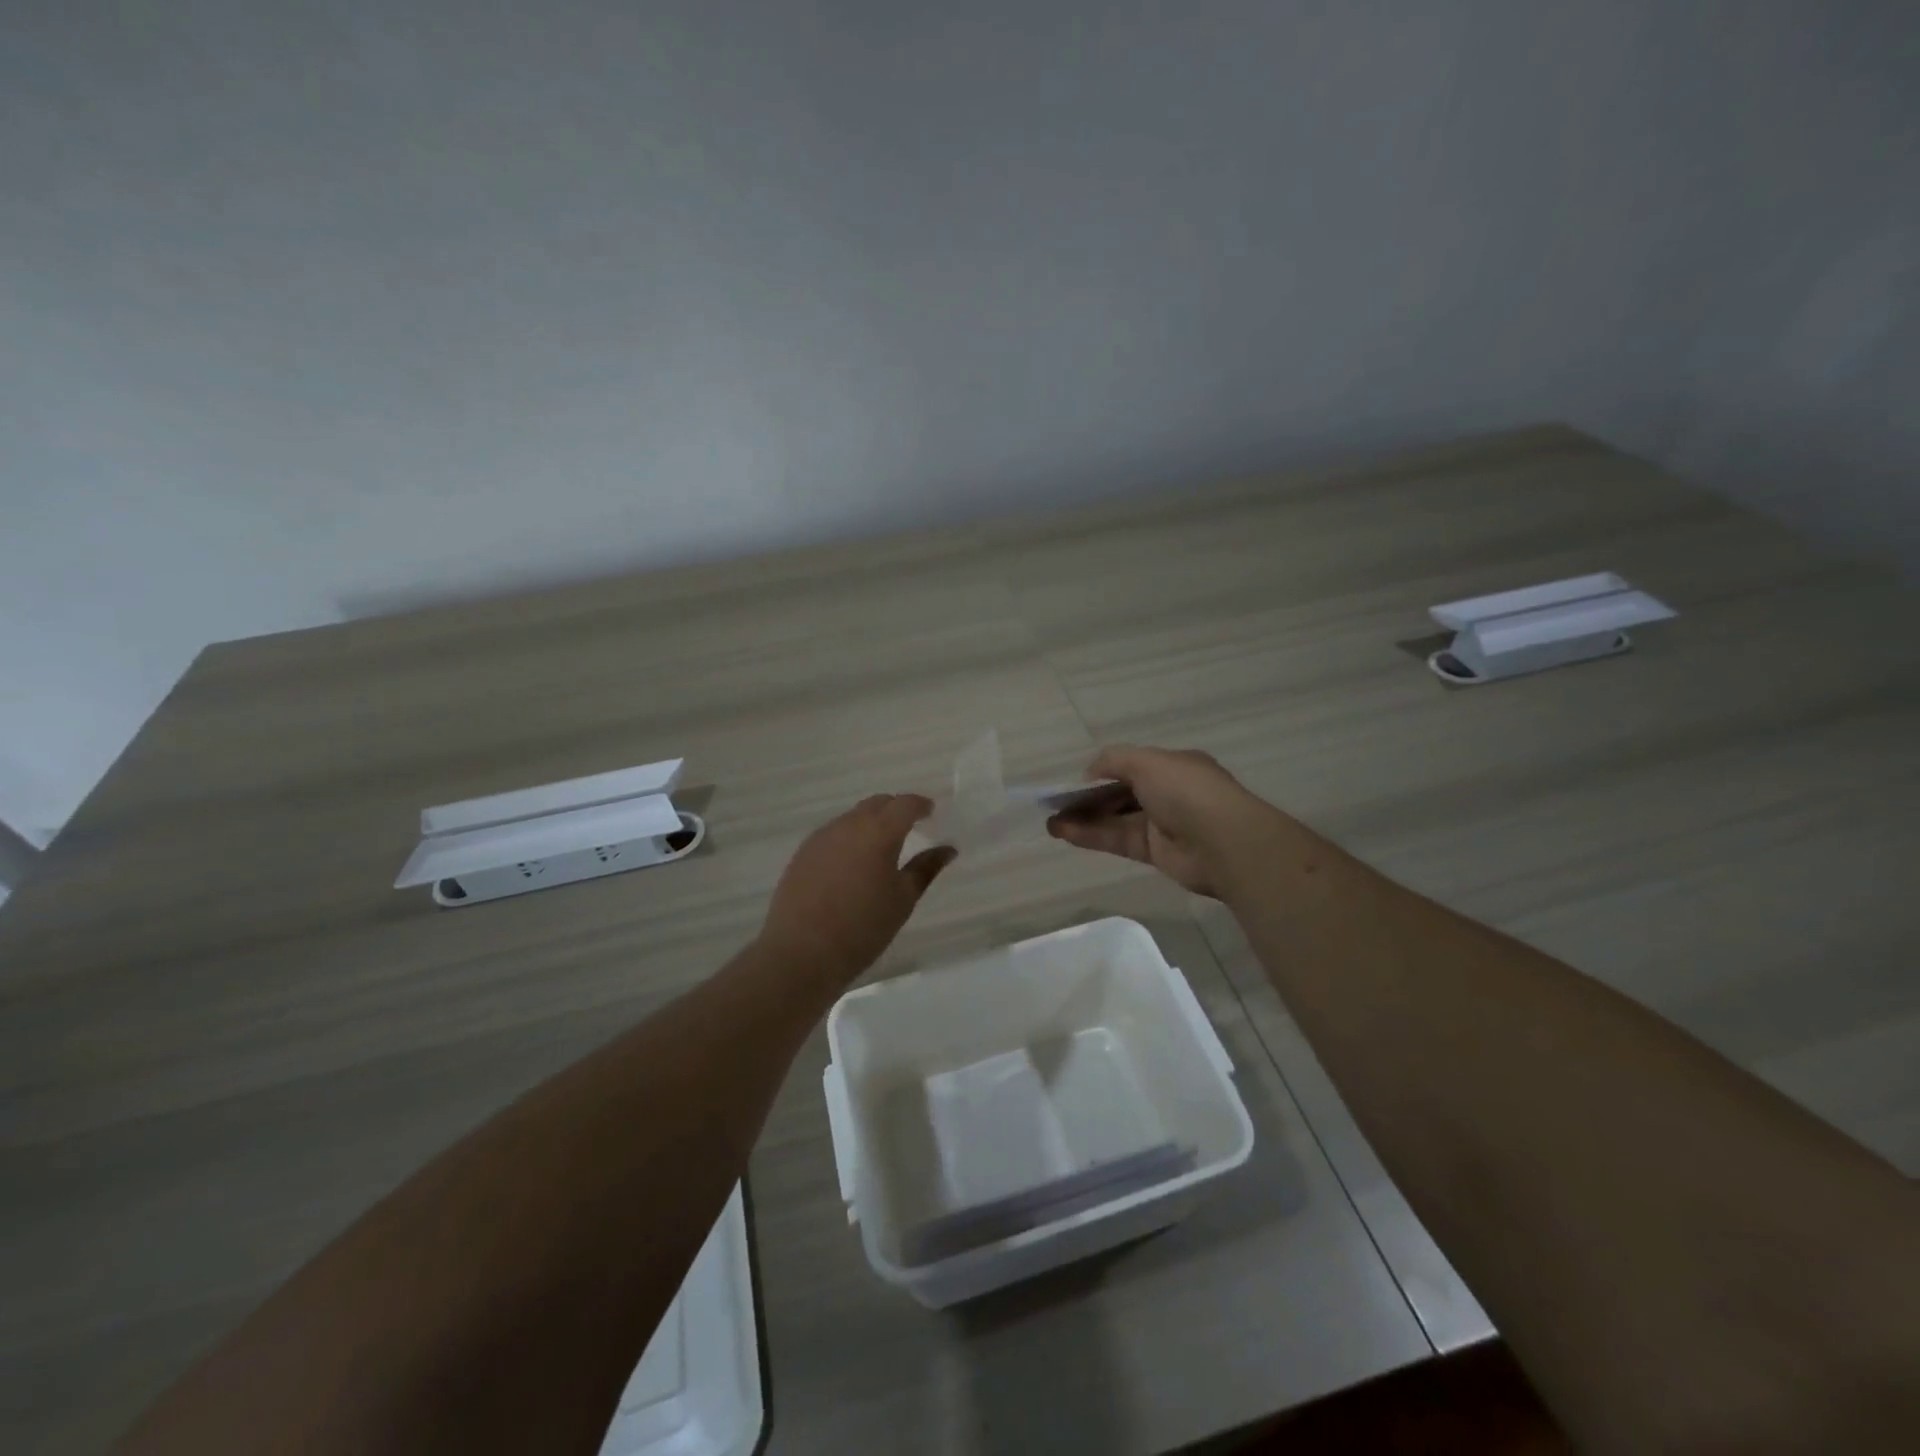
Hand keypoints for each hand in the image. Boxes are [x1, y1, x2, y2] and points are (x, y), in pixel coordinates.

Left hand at [757, 794, 956, 986]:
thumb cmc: (863, 928)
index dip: (920, 805)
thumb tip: (948, 849)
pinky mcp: (803, 853)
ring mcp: (821, 837)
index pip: (905, 804)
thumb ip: (926, 868)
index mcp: (879, 831)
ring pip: (852, 817)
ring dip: (870, 823)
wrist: (802, 952)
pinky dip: (849, 839)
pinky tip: (851, 865)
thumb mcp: (903, 899)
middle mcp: (848, 825)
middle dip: (895, 810)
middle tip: (909, 828)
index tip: (931, 812)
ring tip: (880, 849)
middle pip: (877, 804)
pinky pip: (832, 834)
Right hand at [1046, 745, 1281, 897]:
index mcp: (1172, 766)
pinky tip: (1064, 833)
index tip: (1074, 782)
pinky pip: (1117, 840)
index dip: (1102, 773)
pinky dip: (1091, 836)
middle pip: (1119, 794)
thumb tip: (1089, 773)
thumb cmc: (1186, 790)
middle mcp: (1167, 793)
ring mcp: (1161, 824)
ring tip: (1051, 823)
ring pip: (1115, 819)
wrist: (1223, 842)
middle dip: (1087, 798)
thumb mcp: (1147, 761)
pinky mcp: (1154, 852)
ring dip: (1083, 819)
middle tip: (1055, 804)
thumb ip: (1113, 761)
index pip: (1131, 767)